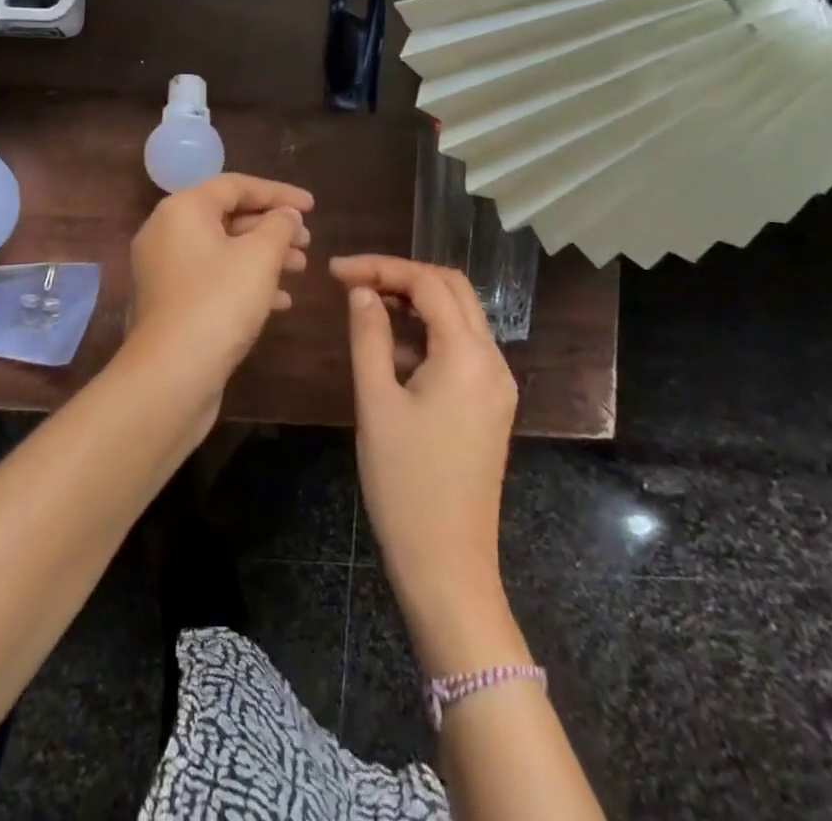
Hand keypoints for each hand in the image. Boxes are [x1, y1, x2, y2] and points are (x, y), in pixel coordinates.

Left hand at [126, 175, 313, 400]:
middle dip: (272, 227)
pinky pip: (212, 278)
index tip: (312, 207)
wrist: (171, 374)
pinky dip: (245, 281)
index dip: (278, 193)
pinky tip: (280, 301)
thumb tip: (286, 215)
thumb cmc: (219, 302)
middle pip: (227, 216)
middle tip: (308, 241)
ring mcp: (164, 269)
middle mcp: (166, 231)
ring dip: (263, 256)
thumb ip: (279, 226)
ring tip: (301, 268)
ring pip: (223, 250)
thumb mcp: (260, 257)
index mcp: (183, 209)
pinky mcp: (170, 302)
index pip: (236, 185)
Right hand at [331, 254, 524, 674]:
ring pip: (459, 317)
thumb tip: (362, 291)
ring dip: (415, 302)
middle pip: (452, 289)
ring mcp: (497, 385)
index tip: (335, 271)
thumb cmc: (404, 483)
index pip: (428, 283)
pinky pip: (462, 348)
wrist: (447, 565)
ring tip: (365, 307)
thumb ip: (369, 336)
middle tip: (352, 281)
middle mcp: (493, 361)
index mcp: (468, 356)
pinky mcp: (490, 405)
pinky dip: (428, 333)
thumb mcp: (376, 402)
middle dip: (402, 275)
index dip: (380, 266)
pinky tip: (392, 348)